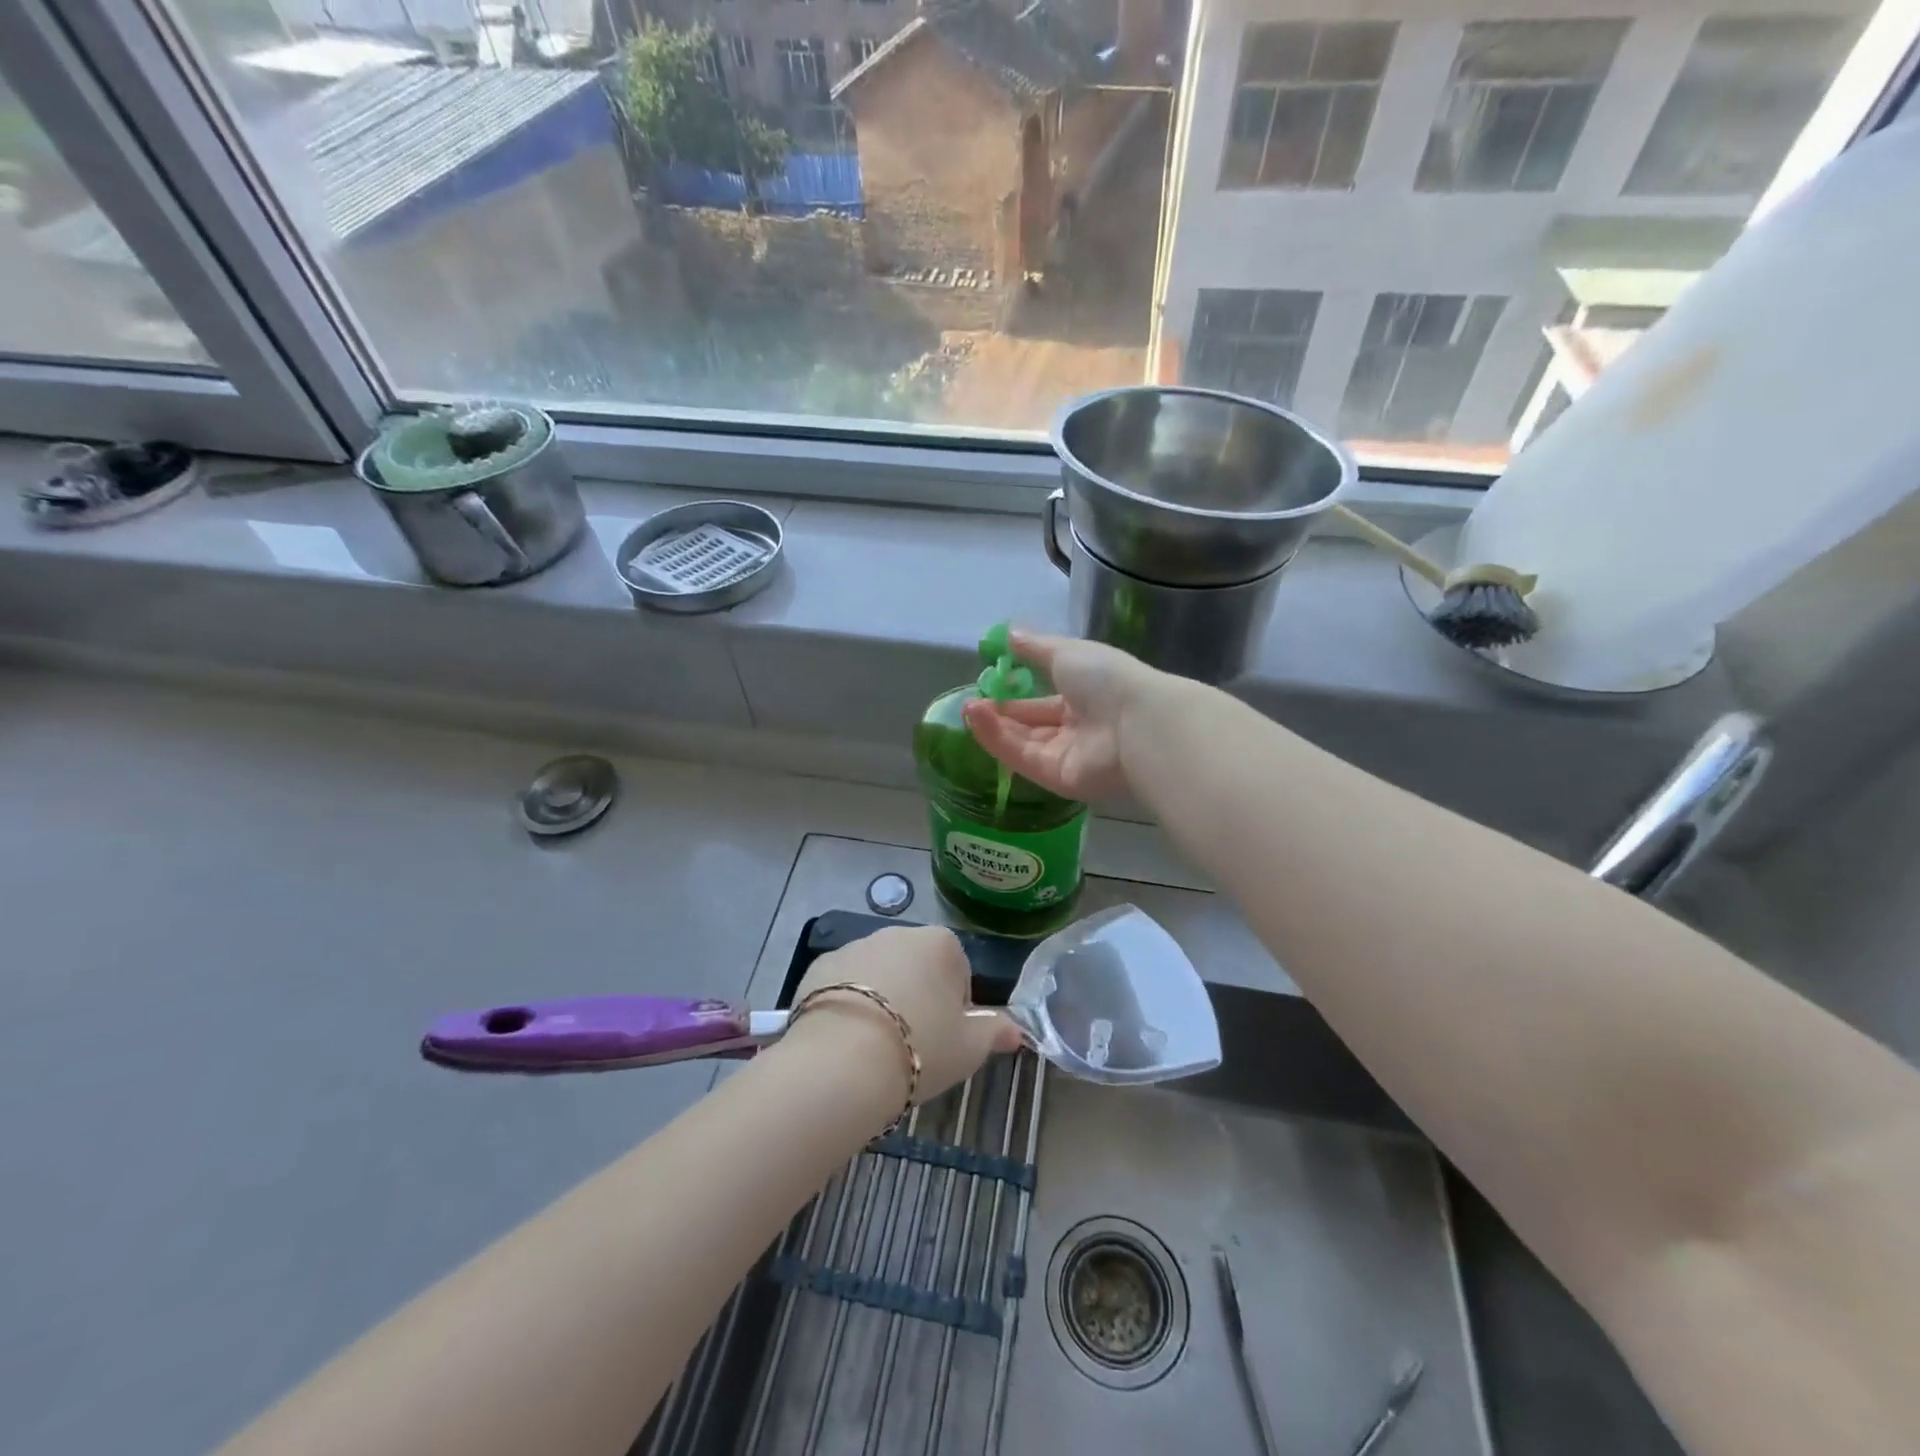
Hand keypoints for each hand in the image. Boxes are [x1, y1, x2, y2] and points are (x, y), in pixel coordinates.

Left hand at [786, 926, 1021, 1105]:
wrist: (844, 1060)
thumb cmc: (921, 1047)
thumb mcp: (969, 1048)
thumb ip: (995, 1032)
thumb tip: (1018, 1030)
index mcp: (940, 943)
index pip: (958, 971)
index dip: (955, 1007)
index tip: (945, 1038)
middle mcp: (898, 933)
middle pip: (916, 967)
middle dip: (917, 997)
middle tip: (913, 1043)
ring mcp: (855, 946)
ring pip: (878, 974)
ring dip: (881, 998)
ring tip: (876, 1045)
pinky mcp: (819, 966)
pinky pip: (843, 984)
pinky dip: (847, 1004)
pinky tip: (846, 1039)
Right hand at [961, 631, 1174, 800]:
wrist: (1136, 721)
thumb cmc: (1106, 678)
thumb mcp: (1067, 652)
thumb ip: (1035, 648)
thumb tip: (1009, 635)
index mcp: (1084, 697)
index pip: (1043, 700)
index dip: (1015, 693)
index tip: (987, 685)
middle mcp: (1076, 729)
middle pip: (1030, 725)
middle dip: (1000, 713)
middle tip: (970, 702)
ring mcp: (1067, 756)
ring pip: (1022, 742)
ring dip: (993, 726)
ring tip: (967, 709)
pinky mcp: (1057, 779)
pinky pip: (1022, 758)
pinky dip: (998, 740)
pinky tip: (977, 720)